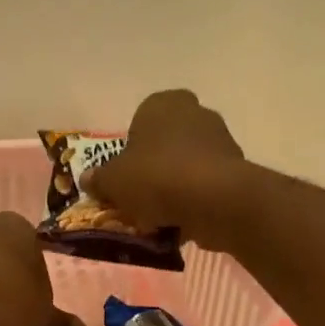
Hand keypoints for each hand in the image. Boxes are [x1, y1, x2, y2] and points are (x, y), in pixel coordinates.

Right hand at [85, 89, 246, 246]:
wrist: (215, 200)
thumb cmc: (157, 177)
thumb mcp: (114, 181)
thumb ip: (99, 179)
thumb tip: (87, 179)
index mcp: (162, 104)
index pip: (141, 119)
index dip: (131, 148)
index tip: (126, 174)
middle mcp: (195, 113)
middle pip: (166, 142)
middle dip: (155, 166)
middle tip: (140, 195)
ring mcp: (221, 139)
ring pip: (188, 164)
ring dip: (176, 185)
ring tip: (160, 216)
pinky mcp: (237, 169)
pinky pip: (206, 184)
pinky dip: (195, 200)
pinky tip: (183, 221)